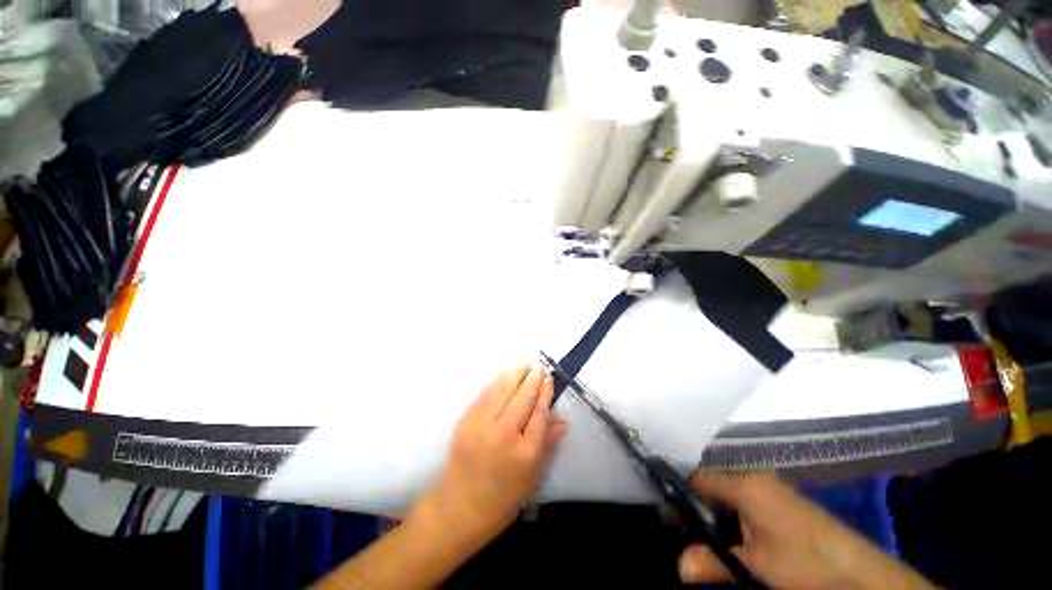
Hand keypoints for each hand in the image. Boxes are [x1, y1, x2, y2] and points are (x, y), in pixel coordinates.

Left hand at [414, 363, 566, 540]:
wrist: (460, 506)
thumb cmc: (503, 497)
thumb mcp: (533, 477)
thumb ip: (548, 445)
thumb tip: (562, 421)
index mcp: (525, 452)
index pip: (539, 413)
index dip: (545, 392)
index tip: (549, 379)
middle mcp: (504, 435)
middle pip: (522, 397)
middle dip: (532, 378)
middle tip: (539, 365)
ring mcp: (482, 426)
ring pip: (502, 391)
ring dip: (514, 374)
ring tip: (524, 364)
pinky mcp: (466, 421)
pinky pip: (485, 395)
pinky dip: (497, 382)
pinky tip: (504, 376)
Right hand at [679, 473, 933, 589]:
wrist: (861, 573)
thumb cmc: (805, 563)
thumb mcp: (756, 567)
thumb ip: (714, 562)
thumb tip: (678, 566)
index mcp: (744, 483)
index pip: (697, 476)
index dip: (680, 491)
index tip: (667, 510)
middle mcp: (754, 478)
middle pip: (711, 485)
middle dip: (698, 507)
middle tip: (685, 530)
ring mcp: (770, 489)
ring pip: (728, 495)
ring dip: (716, 516)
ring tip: (707, 537)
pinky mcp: (781, 503)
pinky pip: (744, 502)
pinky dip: (734, 519)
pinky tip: (735, 539)